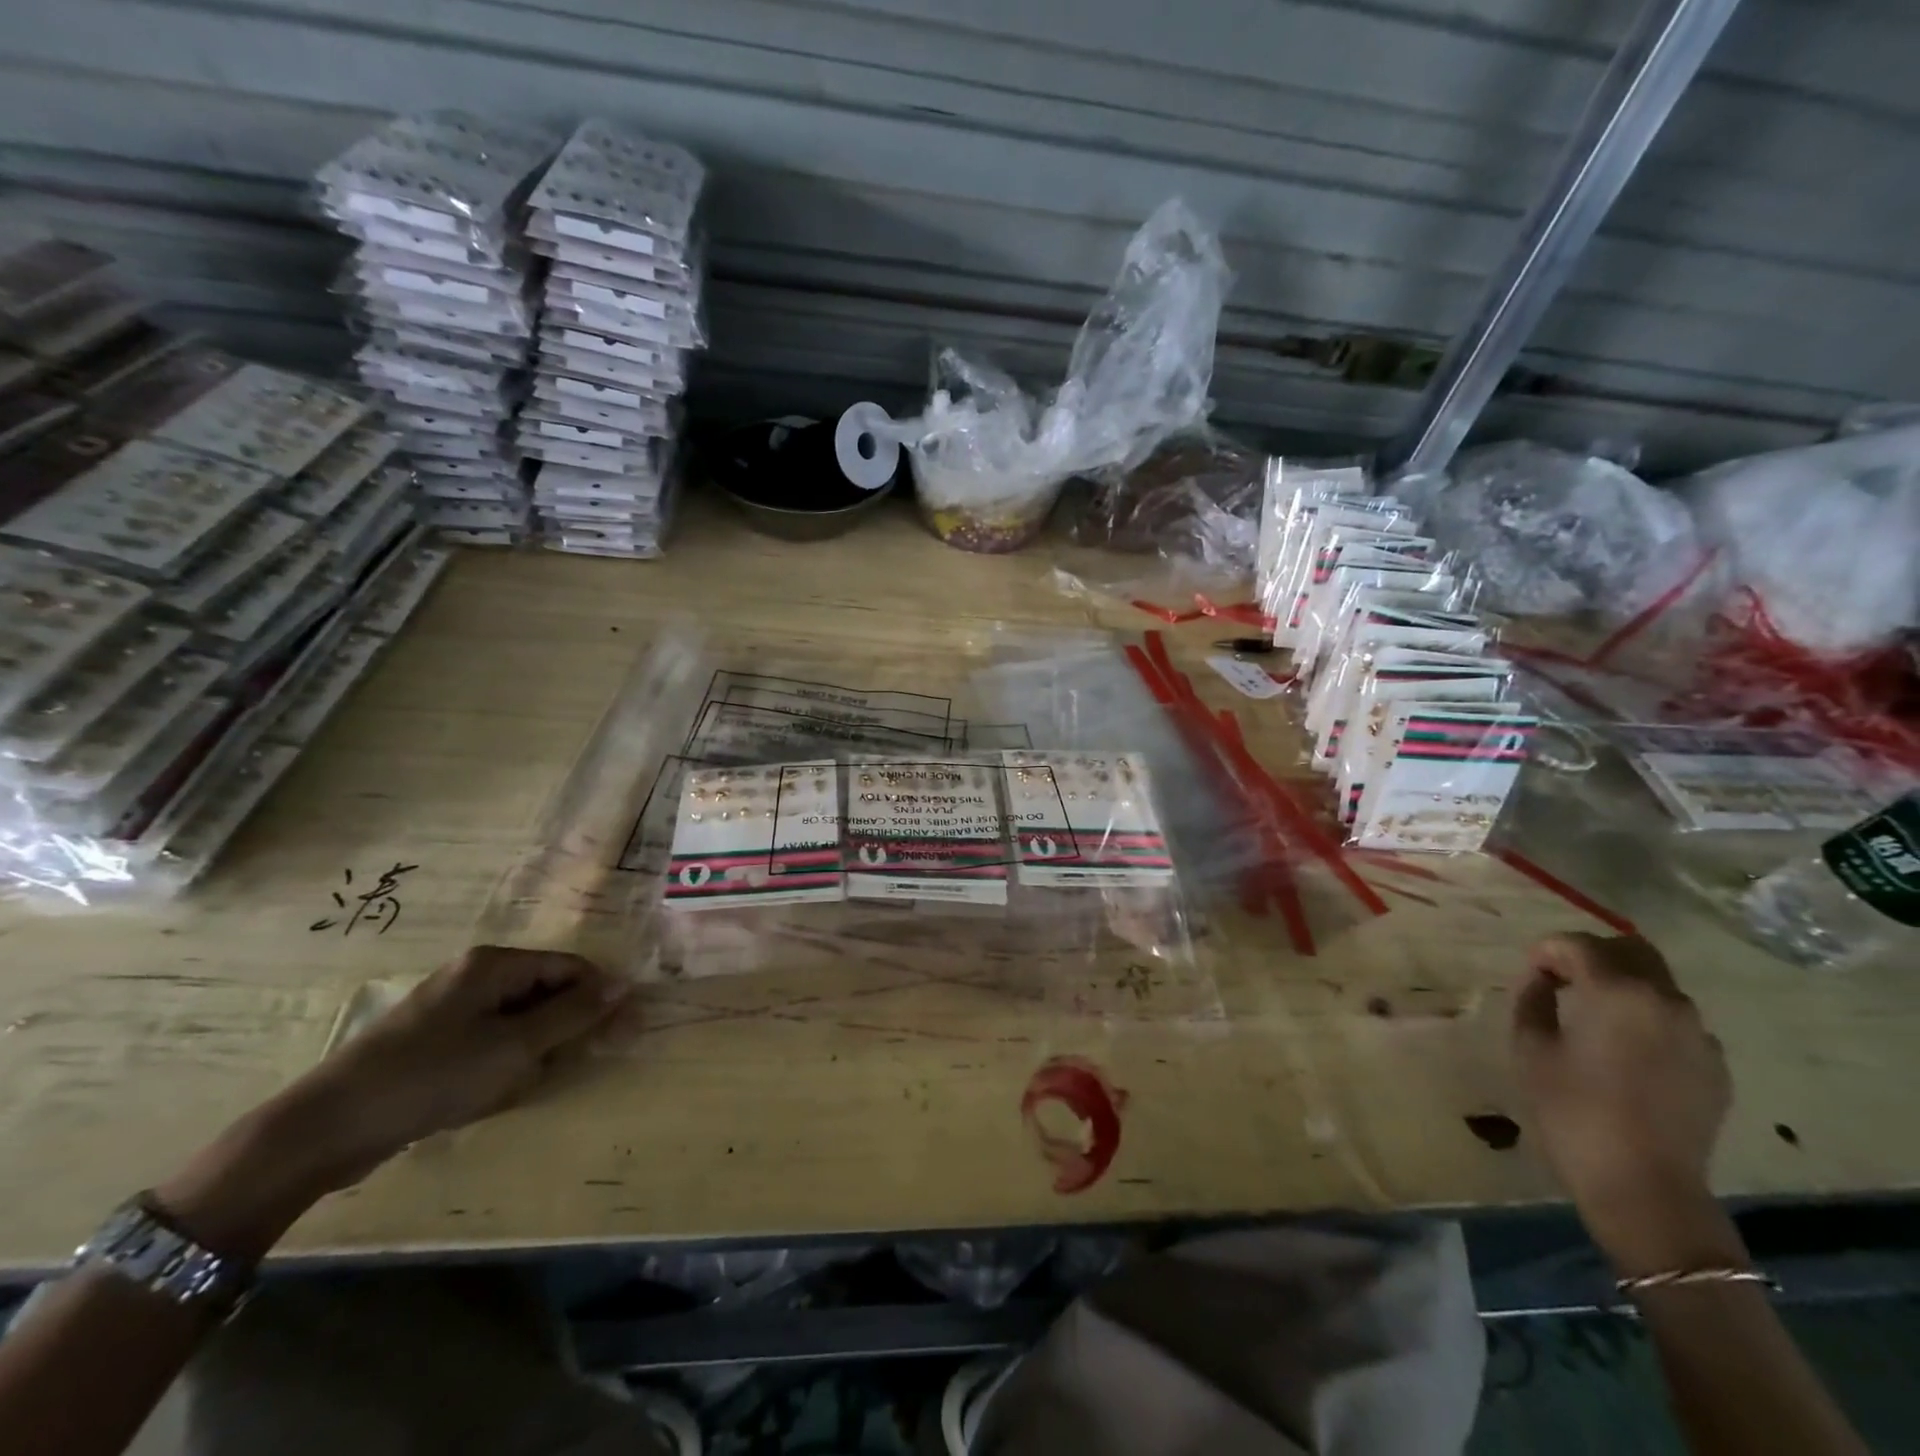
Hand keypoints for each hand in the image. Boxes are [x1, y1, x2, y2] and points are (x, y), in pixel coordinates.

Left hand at [154, 948, 630, 1260]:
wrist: (327, 1127)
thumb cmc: (433, 1076)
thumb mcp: (515, 1047)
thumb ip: (573, 1014)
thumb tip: (624, 985)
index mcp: (495, 965)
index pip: (570, 967)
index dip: (599, 997)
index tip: (621, 1033)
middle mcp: (474, 976)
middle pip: (545, 992)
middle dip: (560, 1030)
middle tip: (559, 1067)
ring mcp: (450, 1008)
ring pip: (519, 1022)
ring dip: (530, 1053)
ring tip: (515, 1087)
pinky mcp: (433, 1041)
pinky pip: (489, 1042)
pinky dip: (501, 1065)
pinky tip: (488, 1095)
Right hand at [1512, 933, 1738, 1274]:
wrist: (1643, 1185)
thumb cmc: (1571, 1109)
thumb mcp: (1529, 1046)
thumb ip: (1532, 998)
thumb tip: (1541, 979)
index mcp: (1618, 992)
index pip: (1577, 944)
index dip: (1546, 952)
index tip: (1530, 976)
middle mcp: (1667, 1001)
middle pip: (1631, 950)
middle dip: (1591, 955)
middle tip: (1561, 982)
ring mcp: (1699, 1034)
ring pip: (1656, 984)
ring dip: (1621, 986)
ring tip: (1591, 1017)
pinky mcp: (1714, 1065)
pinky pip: (1675, 1021)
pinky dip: (1646, 1018)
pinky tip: (1623, 1051)